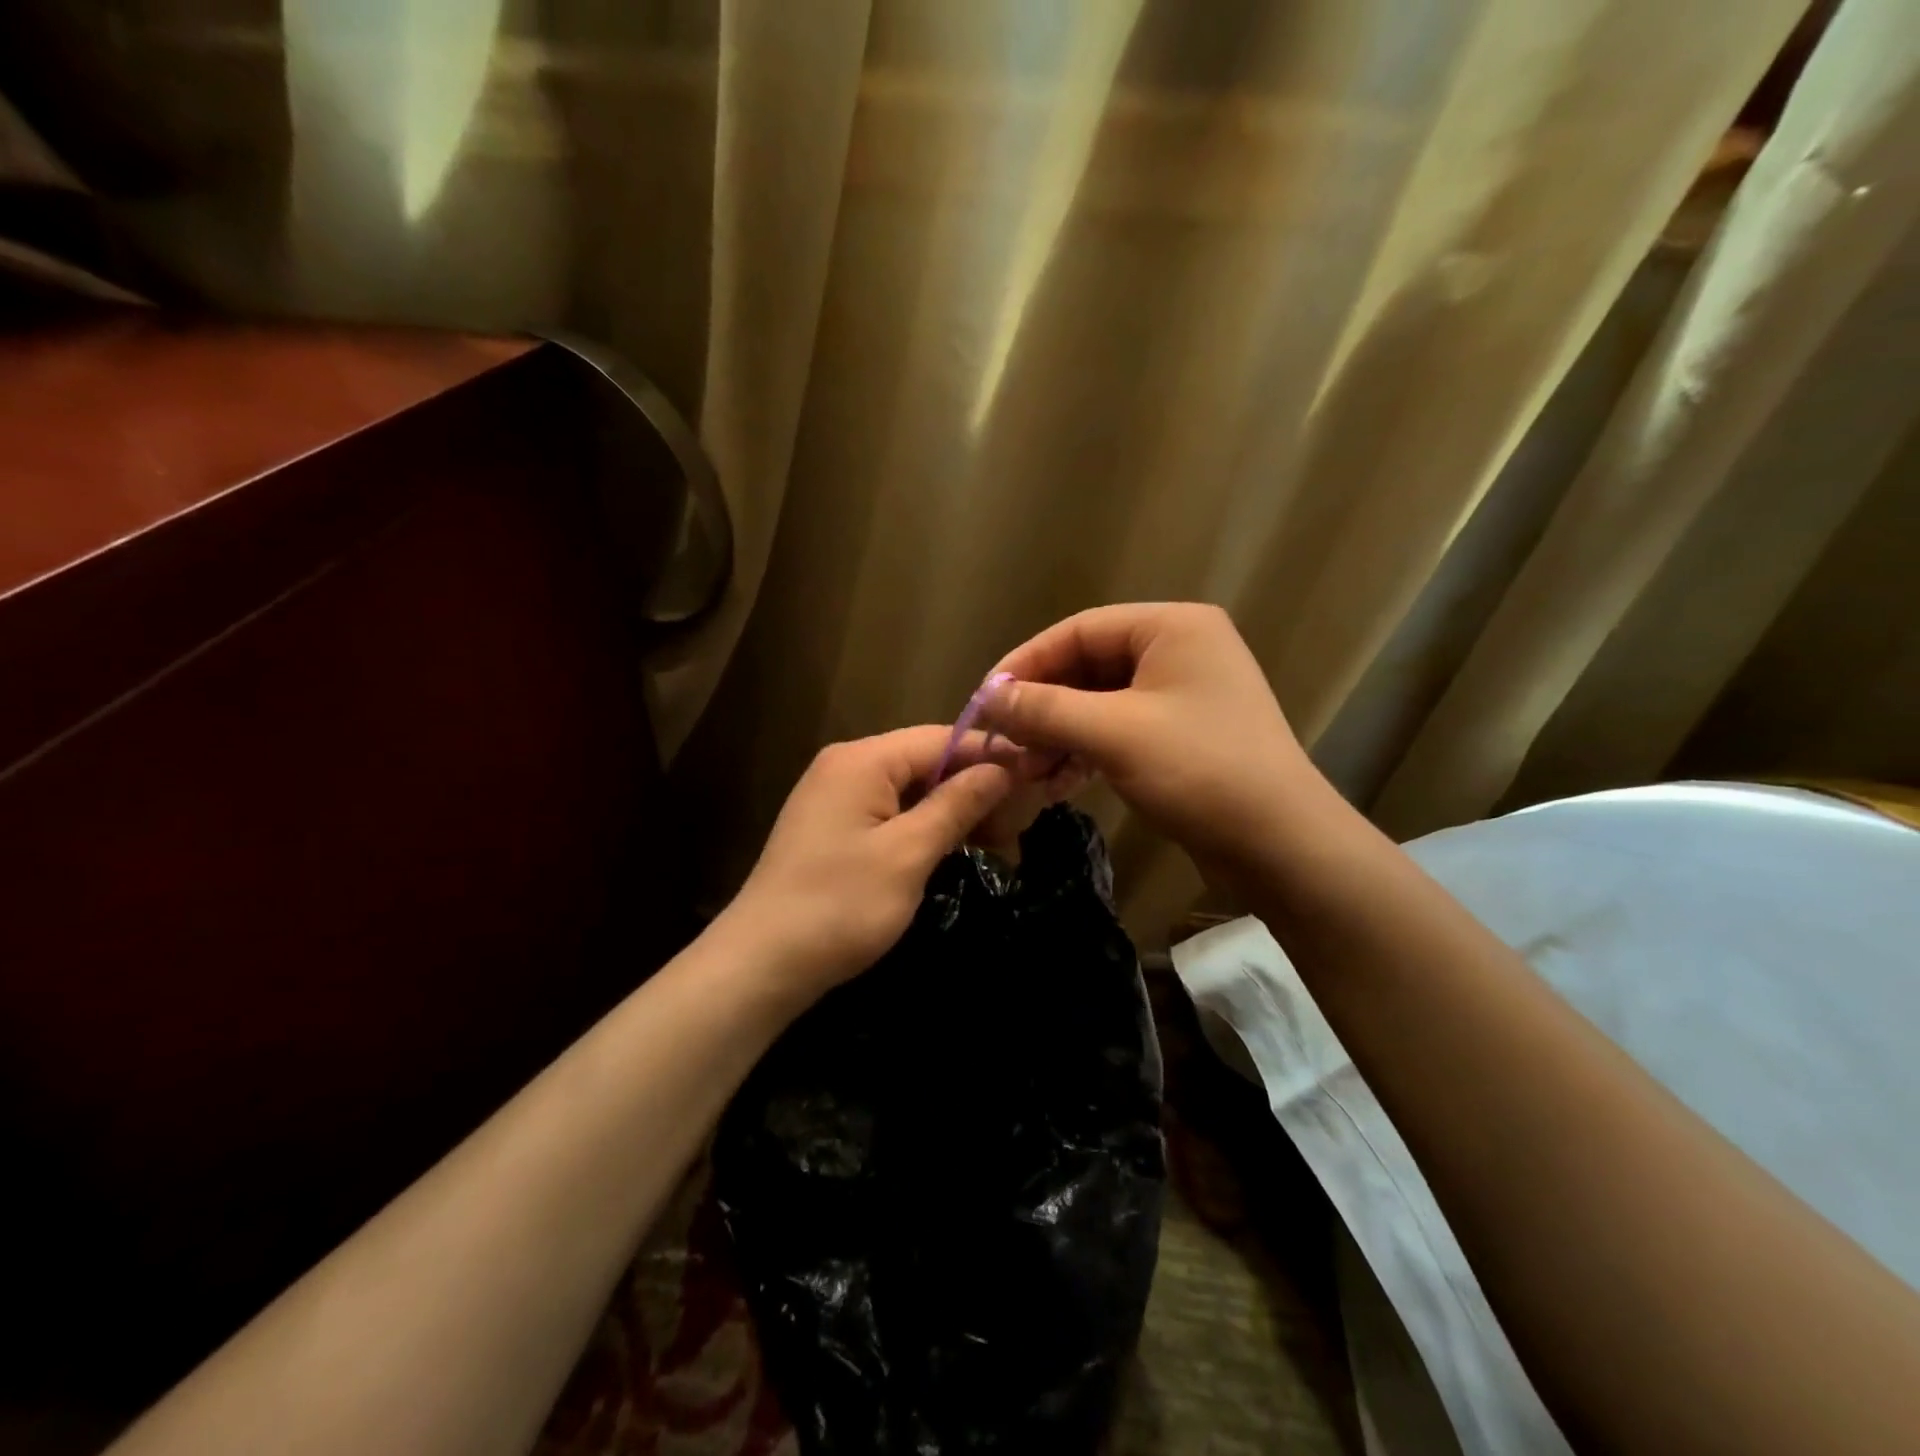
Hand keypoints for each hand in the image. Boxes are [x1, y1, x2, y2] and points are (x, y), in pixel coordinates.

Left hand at [723, 726, 1013, 1005]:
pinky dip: (924, 826)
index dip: (990, 755)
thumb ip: (956, 804)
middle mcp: (846, 766)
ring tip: (1000, 835)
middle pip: (925, 761)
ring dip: (953, 809)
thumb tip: (1002, 768)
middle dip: (974, 785)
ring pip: (910, 789)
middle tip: (1023, 815)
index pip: (940, 739)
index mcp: (862, 760)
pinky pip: (890, 812)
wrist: (760, 964)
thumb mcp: (908, 854)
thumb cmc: (839, 906)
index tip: (1038, 773)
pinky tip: (955, 845)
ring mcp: (835, 797)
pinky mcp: (833, 828)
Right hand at [981, 603, 1336, 879]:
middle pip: (1087, 667)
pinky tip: (1056, 783)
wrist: (1281, 846)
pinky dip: (1085, 752)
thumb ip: (1045, 709)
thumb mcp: (1114, 733)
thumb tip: (987, 698)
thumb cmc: (1199, 771)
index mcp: (1171, 627)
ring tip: (1024, 771)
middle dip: (1042, 707)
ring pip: (1100, 703)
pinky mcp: (1181, 735)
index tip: (984, 700)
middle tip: (1001, 742)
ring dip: (1059, 735)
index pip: (1078, 630)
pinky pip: (1118, 730)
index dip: (1025, 663)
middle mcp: (1178, 650)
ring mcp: (1182, 694)